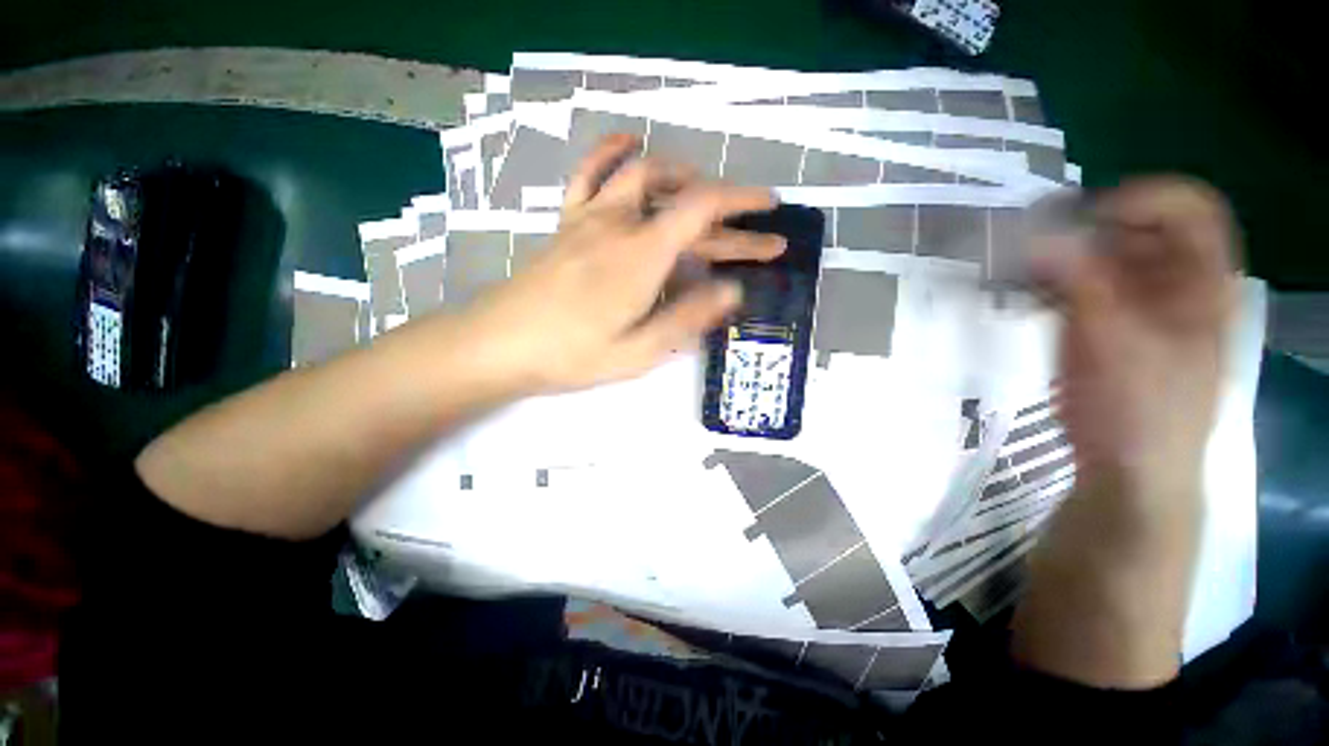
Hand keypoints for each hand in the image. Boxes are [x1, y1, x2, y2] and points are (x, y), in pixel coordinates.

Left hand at [462, 134, 784, 392]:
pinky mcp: (568, 222)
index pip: (703, 209)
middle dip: (729, 217)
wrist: (499, 344)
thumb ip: (687, 318)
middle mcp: (620, 223)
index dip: (742, 204)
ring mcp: (590, 217)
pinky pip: (590, 173)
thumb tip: (733, 291)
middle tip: (758, 236)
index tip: (770, 212)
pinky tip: (630, 143)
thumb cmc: (571, 355)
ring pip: (644, 176)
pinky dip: (613, 151)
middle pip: (684, 204)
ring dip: (684, 177)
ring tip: (708, 192)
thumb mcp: (638, 351)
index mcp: (642, 255)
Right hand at [1032, 178, 1238, 500]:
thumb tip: (1036, 235)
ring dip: (1057, 258)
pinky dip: (1047, 282)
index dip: (1139, 200)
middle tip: (1033, 247)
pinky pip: (1075, 286)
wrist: (1128, 466)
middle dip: (1082, 231)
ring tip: (1020, 274)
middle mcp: (1170, 282)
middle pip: (1134, 228)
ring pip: (1098, 257)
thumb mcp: (1115, 341)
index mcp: (1200, 281)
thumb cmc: (1140, 409)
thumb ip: (1079, 283)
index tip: (1080, 221)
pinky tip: (1024, 294)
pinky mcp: (1101, 324)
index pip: (1187, 207)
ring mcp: (1133, 304)